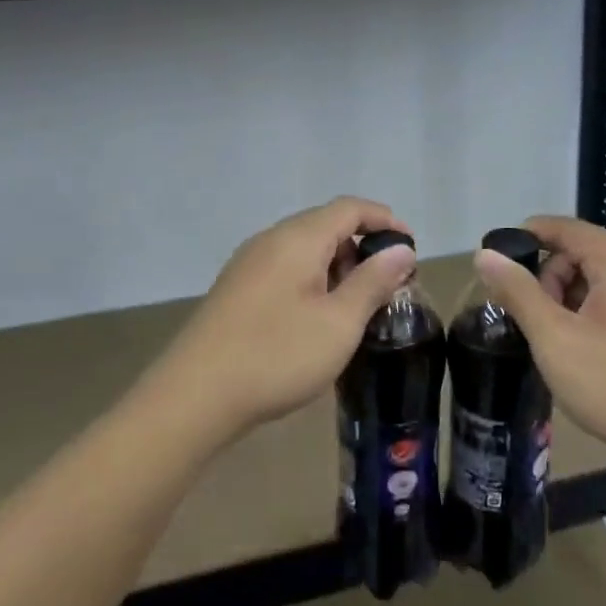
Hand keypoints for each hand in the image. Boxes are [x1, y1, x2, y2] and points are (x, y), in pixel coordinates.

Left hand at [156, 198, 417, 441]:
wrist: (194, 396)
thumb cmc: (276, 355)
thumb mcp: (339, 323)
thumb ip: (373, 282)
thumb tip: (402, 250)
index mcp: (298, 238)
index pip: (350, 208)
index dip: (385, 220)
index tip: (411, 248)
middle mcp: (270, 240)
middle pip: (326, 225)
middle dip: (363, 247)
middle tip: (388, 285)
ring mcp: (248, 264)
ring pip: (304, 249)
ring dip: (338, 266)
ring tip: (358, 305)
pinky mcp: (236, 290)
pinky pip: (285, 269)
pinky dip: (313, 280)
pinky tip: (318, 317)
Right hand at [472, 216, 605, 468]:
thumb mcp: (555, 339)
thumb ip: (518, 292)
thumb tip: (485, 254)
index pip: (567, 228)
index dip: (528, 236)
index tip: (498, 262)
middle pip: (587, 251)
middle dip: (552, 277)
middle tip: (535, 320)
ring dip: (574, 297)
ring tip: (561, 340)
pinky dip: (599, 310)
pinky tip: (591, 349)